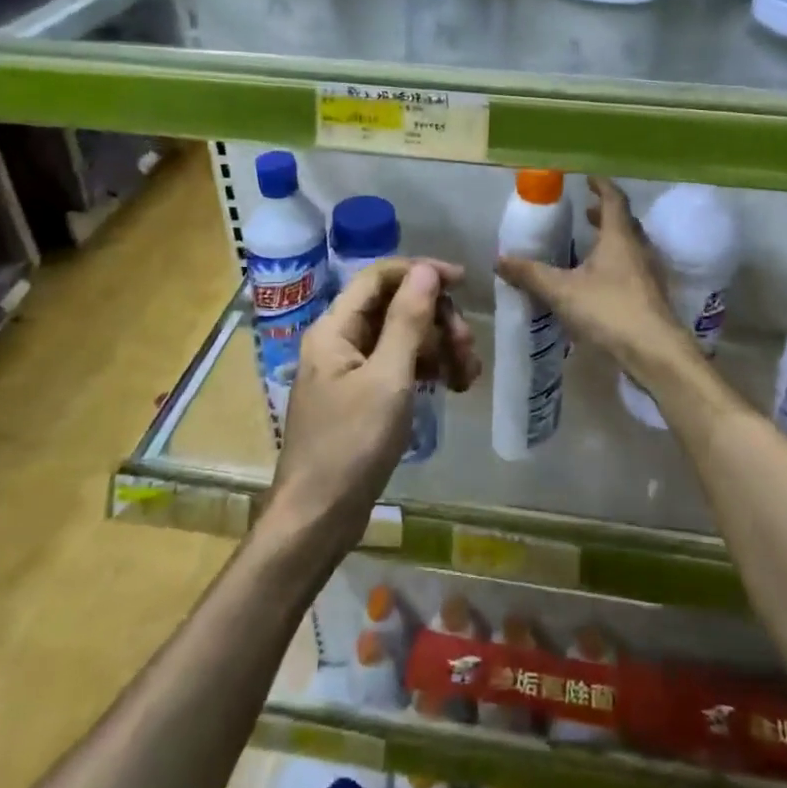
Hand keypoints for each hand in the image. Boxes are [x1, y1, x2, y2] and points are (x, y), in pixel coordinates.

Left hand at [272, 260, 479, 550]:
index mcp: (335, 329)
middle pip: (394, 307)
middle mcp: (339, 341)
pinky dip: (426, 370)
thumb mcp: (387, 379)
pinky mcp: (362, 397)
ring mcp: (350, 370)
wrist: (318, 518)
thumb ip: (408, 320)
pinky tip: (452, 386)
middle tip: (467, 348)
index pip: (379, 277)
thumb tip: (426, 269)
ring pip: (401, 338)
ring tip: (467, 375)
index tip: (463, 284)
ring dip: (437, 347)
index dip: (421, 273)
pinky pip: (399, 366)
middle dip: (436, 320)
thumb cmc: (350, 445)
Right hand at [495, 177, 690, 386]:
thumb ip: (531, 274)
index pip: (614, 200)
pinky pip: (634, 269)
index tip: (588, 178)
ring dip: (612, 240)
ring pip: (631, 247)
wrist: (655, 352)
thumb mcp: (562, 291)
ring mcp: (650, 274)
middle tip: (586, 213)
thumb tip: (500, 259)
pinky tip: (600, 282)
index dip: (601, 186)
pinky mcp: (653, 297)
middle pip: (625, 223)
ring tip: (589, 246)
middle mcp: (639, 249)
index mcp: (619, 237)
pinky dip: (617, 264)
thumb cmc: (609, 310)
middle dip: (605, 215)